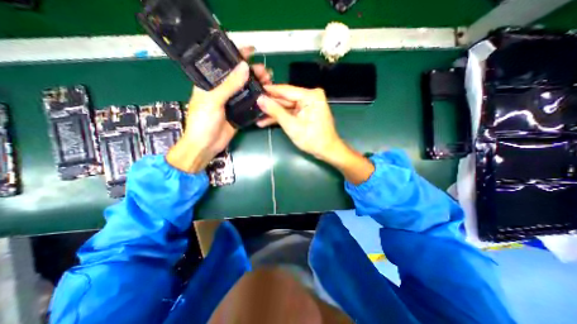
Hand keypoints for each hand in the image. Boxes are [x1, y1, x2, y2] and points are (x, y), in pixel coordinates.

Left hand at [166, 46, 271, 172]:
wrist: (206, 146)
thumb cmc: (202, 122)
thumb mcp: (213, 101)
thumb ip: (229, 85)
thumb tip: (245, 67)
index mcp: (210, 82)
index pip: (224, 64)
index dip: (237, 55)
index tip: (252, 51)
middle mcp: (222, 90)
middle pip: (239, 76)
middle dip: (253, 72)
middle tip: (265, 72)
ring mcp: (232, 101)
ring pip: (247, 89)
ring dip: (257, 84)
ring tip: (269, 82)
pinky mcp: (239, 112)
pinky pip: (250, 103)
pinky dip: (258, 99)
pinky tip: (266, 96)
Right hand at [256, 84, 374, 184]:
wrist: (327, 150)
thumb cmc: (312, 139)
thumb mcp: (292, 126)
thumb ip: (276, 112)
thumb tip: (260, 99)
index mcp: (310, 96)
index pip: (285, 90)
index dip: (269, 91)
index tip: (255, 90)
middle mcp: (310, 97)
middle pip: (285, 99)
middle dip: (270, 104)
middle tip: (253, 104)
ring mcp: (308, 105)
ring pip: (286, 107)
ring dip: (273, 113)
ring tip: (256, 115)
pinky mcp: (306, 112)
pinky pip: (291, 112)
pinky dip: (281, 117)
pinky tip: (266, 121)